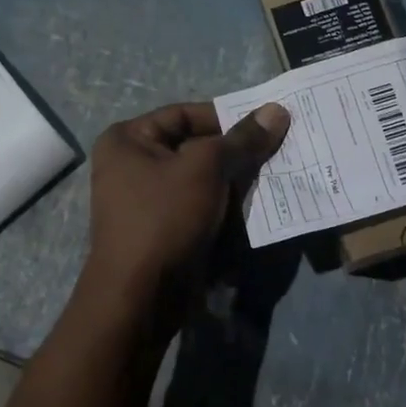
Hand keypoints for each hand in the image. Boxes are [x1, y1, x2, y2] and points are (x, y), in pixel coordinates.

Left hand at [83, 100, 290, 312]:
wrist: (140, 296)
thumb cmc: (165, 217)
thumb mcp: (206, 168)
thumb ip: (242, 139)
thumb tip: (277, 110)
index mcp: (128, 140)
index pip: (184, 114)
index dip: (225, 116)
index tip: (264, 124)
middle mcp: (131, 165)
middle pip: (195, 146)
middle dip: (235, 152)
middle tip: (276, 151)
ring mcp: (146, 201)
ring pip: (202, 179)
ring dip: (235, 180)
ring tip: (273, 177)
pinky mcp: (164, 230)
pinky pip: (200, 206)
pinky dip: (226, 206)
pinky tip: (256, 207)